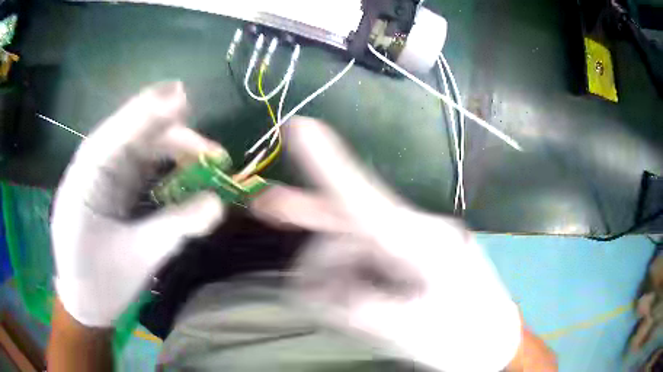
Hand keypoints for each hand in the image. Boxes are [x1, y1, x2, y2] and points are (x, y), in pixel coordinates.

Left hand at [51, 82, 224, 326]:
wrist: (86, 305)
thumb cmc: (102, 285)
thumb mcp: (140, 258)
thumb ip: (177, 226)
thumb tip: (220, 204)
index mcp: (83, 184)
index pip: (113, 137)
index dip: (145, 115)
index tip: (182, 97)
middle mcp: (89, 171)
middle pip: (130, 137)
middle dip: (170, 137)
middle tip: (211, 150)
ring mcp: (100, 178)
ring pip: (137, 150)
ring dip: (171, 150)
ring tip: (206, 158)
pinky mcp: (110, 189)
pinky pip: (138, 167)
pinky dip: (163, 167)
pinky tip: (185, 171)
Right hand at [250, 118, 521, 371]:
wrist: (493, 339)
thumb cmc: (462, 337)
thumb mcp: (410, 332)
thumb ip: (358, 307)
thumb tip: (314, 287)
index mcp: (422, 244)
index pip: (365, 199)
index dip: (328, 162)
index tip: (298, 126)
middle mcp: (414, 230)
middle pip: (346, 214)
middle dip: (309, 215)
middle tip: (267, 206)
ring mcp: (411, 240)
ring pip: (348, 240)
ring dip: (334, 271)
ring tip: (351, 308)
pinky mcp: (408, 254)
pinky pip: (361, 255)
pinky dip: (347, 276)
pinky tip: (358, 299)